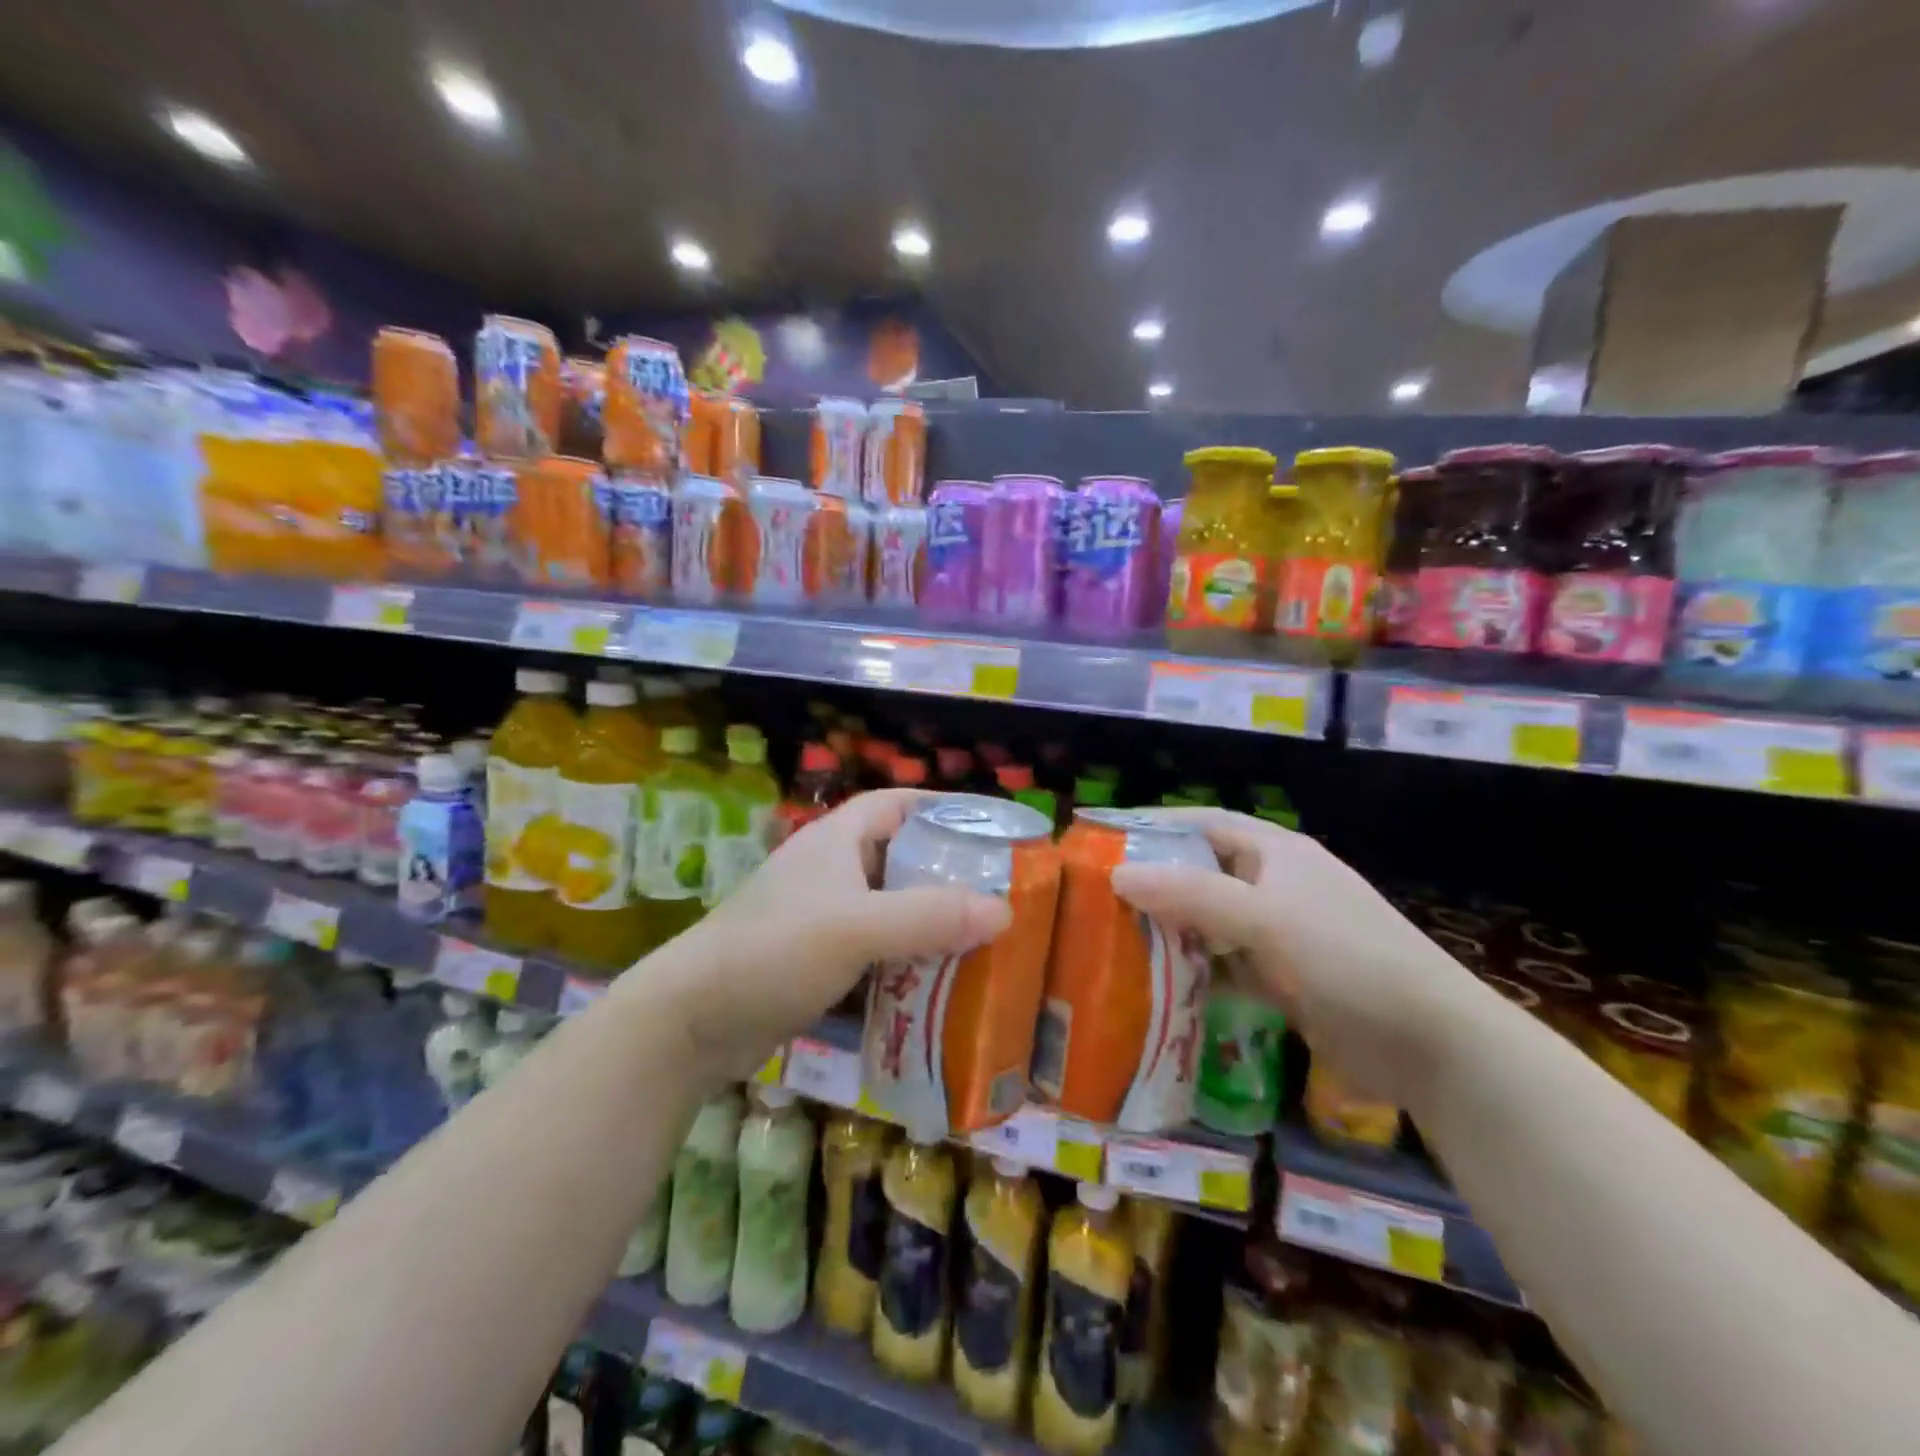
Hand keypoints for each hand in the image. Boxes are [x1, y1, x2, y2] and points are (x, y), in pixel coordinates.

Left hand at [641, 790, 1011, 1080]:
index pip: (896, 804)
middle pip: (900, 858)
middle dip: (947, 874)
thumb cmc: (774, 951)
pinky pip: (875, 951)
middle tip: (1000, 894)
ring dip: (929, 923)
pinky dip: (905, 961)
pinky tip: (939, 984)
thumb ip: (928, 916)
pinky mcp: (817, 961)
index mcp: (837, 841)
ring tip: (984, 941)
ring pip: (890, 909)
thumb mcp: (855, 927)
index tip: (988, 828)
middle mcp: (831, 871)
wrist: (691, 1021)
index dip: (941, 808)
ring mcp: (822, 918)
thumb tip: (1005, 910)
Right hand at [1109, 808, 1482, 1109]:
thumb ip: (1189, 895)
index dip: (1156, 825)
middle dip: (1154, 882)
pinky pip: (1225, 965)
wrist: (1432, 1044)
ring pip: (1210, 922)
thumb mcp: (1263, 919)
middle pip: (1202, 872)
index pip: (1204, 823)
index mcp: (1275, 853)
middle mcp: (1275, 885)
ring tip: (1114, 940)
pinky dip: (1195, 972)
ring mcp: (1280, 934)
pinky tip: (1158, 985)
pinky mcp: (1284, 979)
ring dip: (1171, 931)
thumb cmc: (1346, 958)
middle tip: (1098, 898)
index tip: (1105, 838)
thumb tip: (1116, 874)